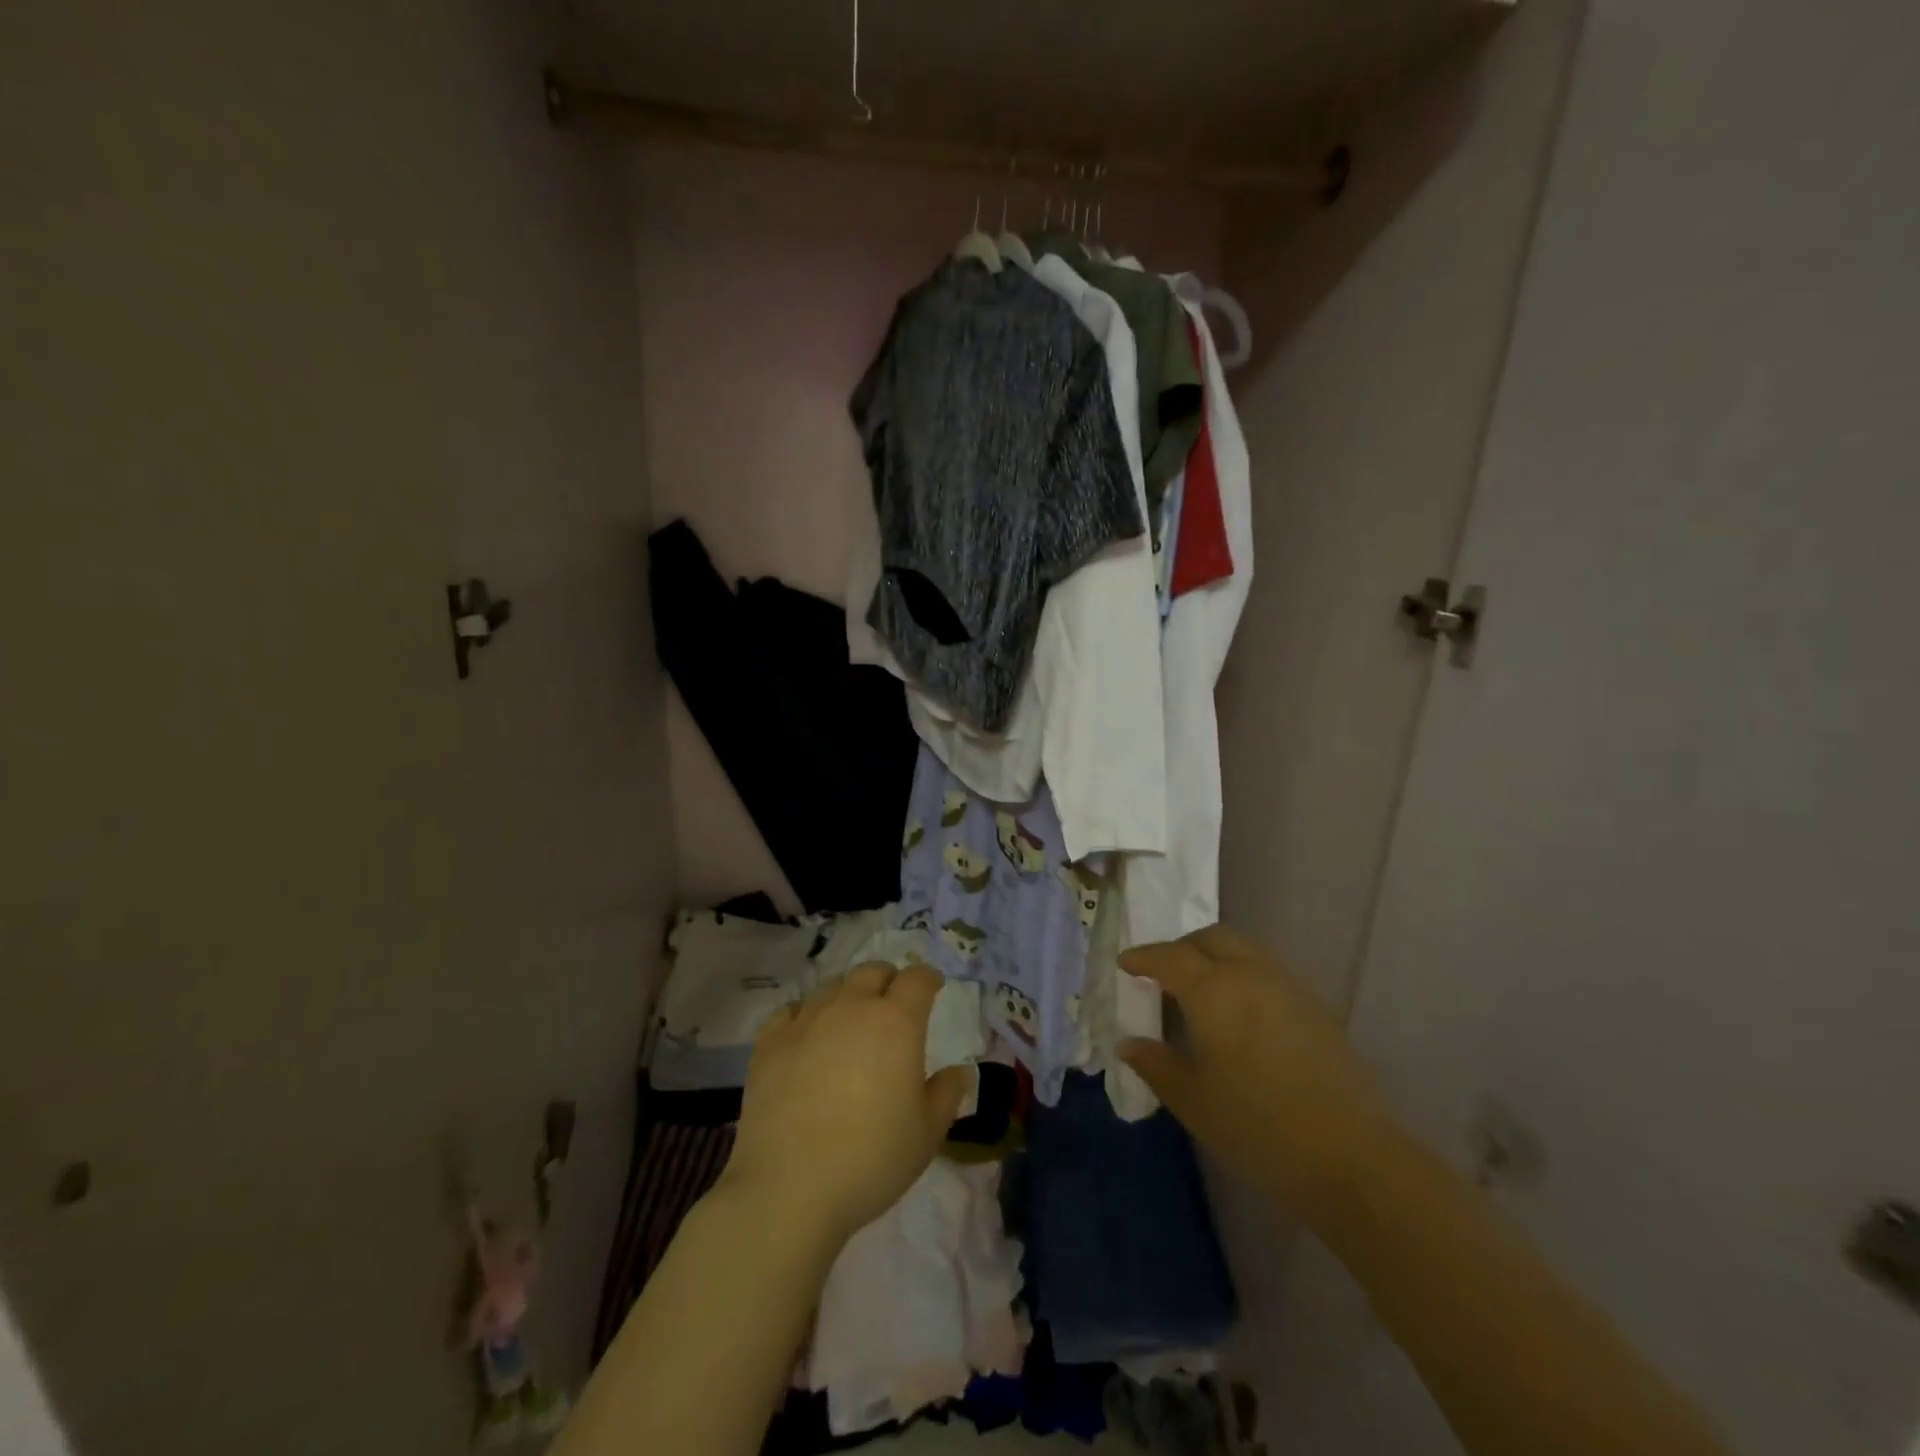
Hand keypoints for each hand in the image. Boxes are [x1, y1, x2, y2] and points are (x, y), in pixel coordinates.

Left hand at [719, 963, 972, 1247]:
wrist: (789, 1188)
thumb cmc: (871, 1159)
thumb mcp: (927, 1133)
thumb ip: (948, 1094)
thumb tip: (961, 1071)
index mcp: (896, 1022)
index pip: (917, 980)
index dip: (928, 978)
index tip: (933, 986)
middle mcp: (851, 1008)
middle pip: (872, 972)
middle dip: (888, 979)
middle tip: (893, 1002)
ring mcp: (806, 1021)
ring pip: (832, 987)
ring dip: (848, 995)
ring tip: (850, 1021)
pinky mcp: (770, 1042)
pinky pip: (791, 1009)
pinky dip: (806, 1014)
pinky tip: (806, 1034)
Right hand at [1120, 925, 1399, 1225]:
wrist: (1349, 1156)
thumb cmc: (1256, 1125)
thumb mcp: (1192, 1099)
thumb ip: (1155, 1064)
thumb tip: (1129, 1043)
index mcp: (1212, 989)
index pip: (1168, 956)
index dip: (1143, 957)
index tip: (1125, 963)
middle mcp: (1249, 974)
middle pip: (1211, 938)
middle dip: (1182, 947)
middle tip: (1163, 972)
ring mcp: (1287, 987)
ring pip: (1244, 951)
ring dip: (1216, 958)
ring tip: (1201, 993)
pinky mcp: (1315, 1008)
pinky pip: (1268, 973)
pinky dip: (1243, 977)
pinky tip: (1240, 1016)